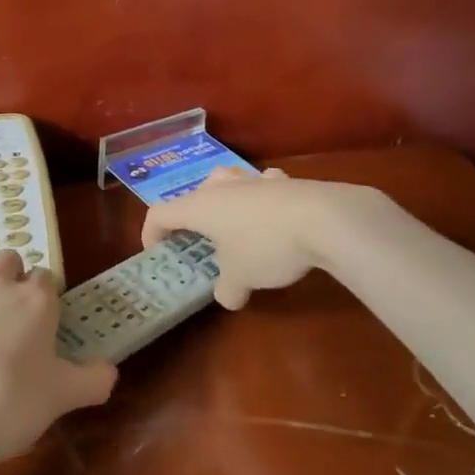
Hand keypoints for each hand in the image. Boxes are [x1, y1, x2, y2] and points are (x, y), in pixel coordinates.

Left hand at [0, 250, 116, 474]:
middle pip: (8, 261)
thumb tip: (109, 371)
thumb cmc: (7, 404)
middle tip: (17, 321)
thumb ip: (93, 380)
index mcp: (34, 301)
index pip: (47, 278)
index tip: (48, 326)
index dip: (49, 298)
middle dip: (14, 279)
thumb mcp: (62, 399)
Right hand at [142, 167, 377, 308]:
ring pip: (228, 183)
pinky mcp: (284, 180)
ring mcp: (253, 178)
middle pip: (194, 195)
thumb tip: (228, 296)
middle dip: (193, 217)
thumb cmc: (266, 246)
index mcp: (199, 206)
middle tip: (201, 242)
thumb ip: (227, 289)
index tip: (157, 252)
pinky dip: (261, 199)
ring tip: (235, 227)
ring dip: (226, 202)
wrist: (324, 219)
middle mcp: (221, 186)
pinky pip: (262, 186)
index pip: (159, 213)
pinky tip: (275, 216)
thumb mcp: (241, 278)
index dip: (151, 233)